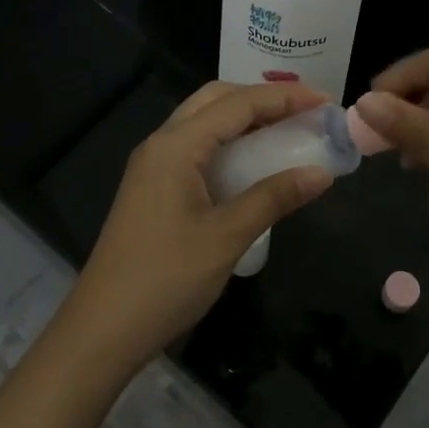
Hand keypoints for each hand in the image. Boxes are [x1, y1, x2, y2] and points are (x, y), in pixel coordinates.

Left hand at [60, 81, 334, 376]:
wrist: (103, 330)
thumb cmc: (165, 279)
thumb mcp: (227, 236)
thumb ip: (274, 198)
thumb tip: (322, 173)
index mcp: (176, 146)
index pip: (237, 104)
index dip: (284, 98)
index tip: (326, 101)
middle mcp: (161, 144)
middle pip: (215, 100)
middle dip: (261, 99)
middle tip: (304, 112)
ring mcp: (153, 166)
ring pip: (203, 123)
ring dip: (244, 119)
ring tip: (286, 131)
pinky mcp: (152, 188)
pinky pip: (196, 148)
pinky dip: (228, 144)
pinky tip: (252, 164)